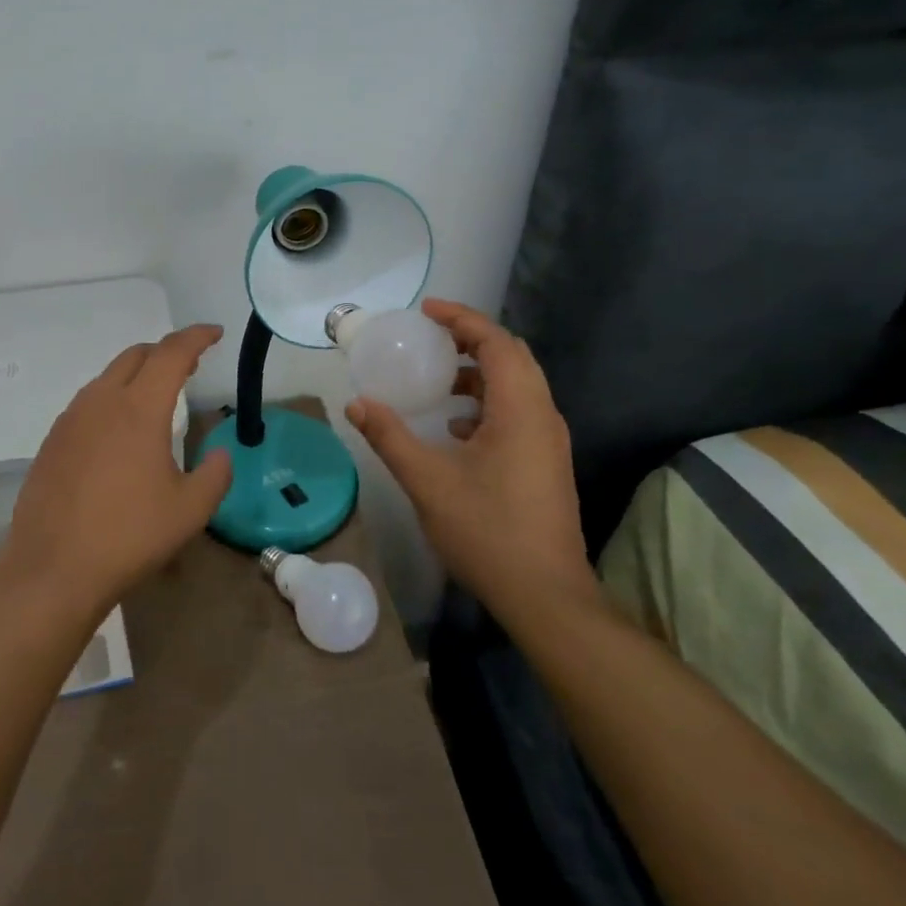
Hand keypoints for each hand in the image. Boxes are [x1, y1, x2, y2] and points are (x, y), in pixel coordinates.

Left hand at [0, 324, 232, 618]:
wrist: (53, 568)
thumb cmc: (129, 536)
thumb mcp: (190, 510)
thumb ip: (215, 474)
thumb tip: (219, 453)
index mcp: (139, 409)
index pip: (171, 353)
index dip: (196, 337)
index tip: (214, 333)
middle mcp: (101, 401)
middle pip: (136, 356)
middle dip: (166, 352)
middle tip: (190, 365)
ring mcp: (71, 419)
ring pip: (108, 377)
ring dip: (137, 374)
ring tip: (157, 396)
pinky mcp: (52, 440)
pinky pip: (88, 402)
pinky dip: (113, 398)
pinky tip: (119, 430)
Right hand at [346, 299, 595, 628]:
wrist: (545, 595)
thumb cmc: (487, 531)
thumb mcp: (427, 481)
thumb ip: (390, 437)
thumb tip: (357, 404)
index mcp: (520, 410)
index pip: (497, 343)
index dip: (462, 319)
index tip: (426, 310)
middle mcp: (543, 416)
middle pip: (512, 357)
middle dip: (471, 339)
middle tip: (430, 336)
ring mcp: (548, 442)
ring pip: (518, 387)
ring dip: (480, 372)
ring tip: (438, 377)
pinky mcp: (545, 464)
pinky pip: (518, 412)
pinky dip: (487, 403)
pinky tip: (456, 427)